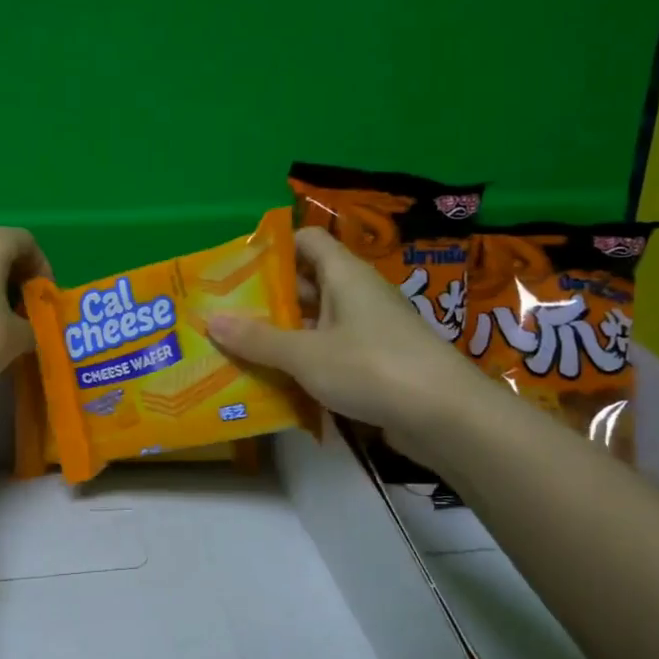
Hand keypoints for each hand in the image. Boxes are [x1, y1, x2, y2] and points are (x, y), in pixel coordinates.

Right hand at [208, 226, 485, 455]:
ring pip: (316, 322)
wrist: (446, 417)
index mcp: (344, 275)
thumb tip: (211, 320)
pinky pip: (330, 352)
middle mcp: (357, 294)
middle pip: (305, 284)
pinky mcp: (376, 363)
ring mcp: (368, 330)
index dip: (272, 249)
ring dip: (282, 335)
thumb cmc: (372, 368)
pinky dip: (304, 362)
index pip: (305, 240)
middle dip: (267, 299)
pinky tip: (275, 381)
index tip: (235, 270)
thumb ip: (258, 339)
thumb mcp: (306, 354)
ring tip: (238, 349)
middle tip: (224, 315)